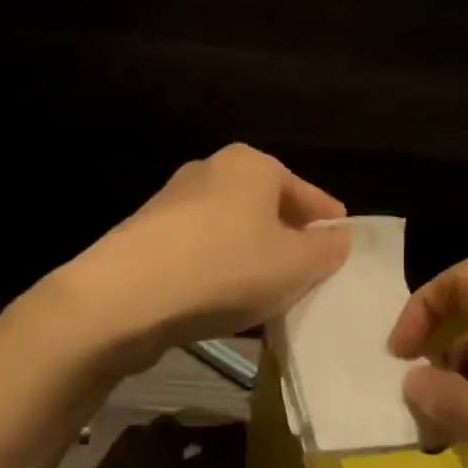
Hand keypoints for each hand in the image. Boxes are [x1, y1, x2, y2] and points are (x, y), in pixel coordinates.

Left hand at [66, 145, 350, 367]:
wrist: (125, 297)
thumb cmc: (226, 269)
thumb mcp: (296, 265)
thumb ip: (326, 251)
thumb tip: (337, 239)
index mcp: (252, 165)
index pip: (307, 193)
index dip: (329, 223)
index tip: (342, 249)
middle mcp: (210, 171)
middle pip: (266, 209)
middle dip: (288, 241)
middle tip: (307, 276)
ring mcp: (172, 203)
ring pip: (231, 231)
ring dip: (251, 258)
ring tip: (266, 296)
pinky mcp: (146, 236)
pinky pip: (200, 251)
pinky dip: (218, 271)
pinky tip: (222, 301)